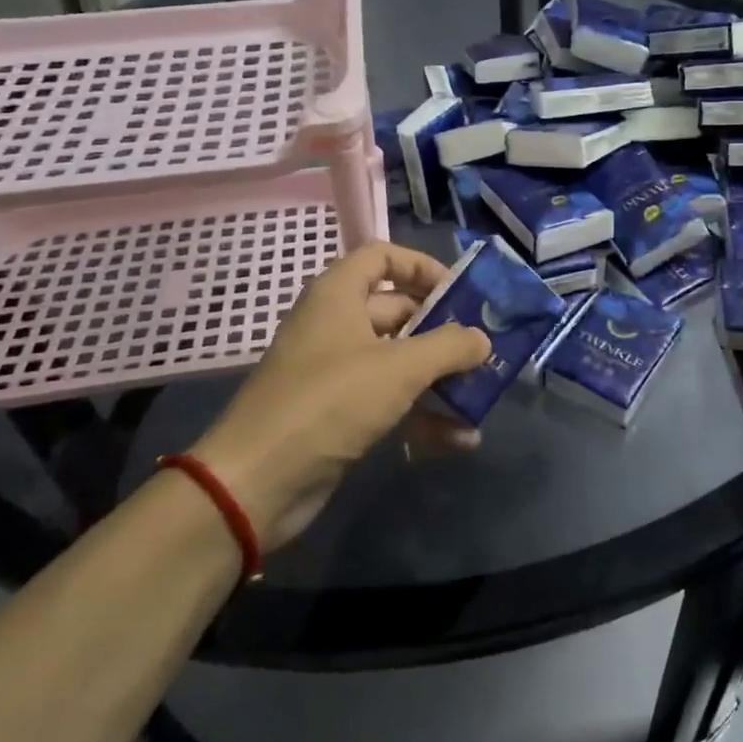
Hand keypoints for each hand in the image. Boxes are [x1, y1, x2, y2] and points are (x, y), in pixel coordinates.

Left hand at [191, 243, 489, 550]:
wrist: (257, 483)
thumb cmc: (329, 402)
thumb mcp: (399, 367)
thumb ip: (449, 347)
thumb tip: (482, 339)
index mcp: (338, 294)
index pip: (382, 258)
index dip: (422, 267)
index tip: (460, 292)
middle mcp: (336, 324)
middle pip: (399, 312)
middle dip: (444, 331)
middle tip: (485, 348)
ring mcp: (336, 372)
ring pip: (399, 361)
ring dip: (440, 378)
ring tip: (483, 394)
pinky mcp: (339, 414)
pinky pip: (390, 402)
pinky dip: (423, 415)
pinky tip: (461, 439)